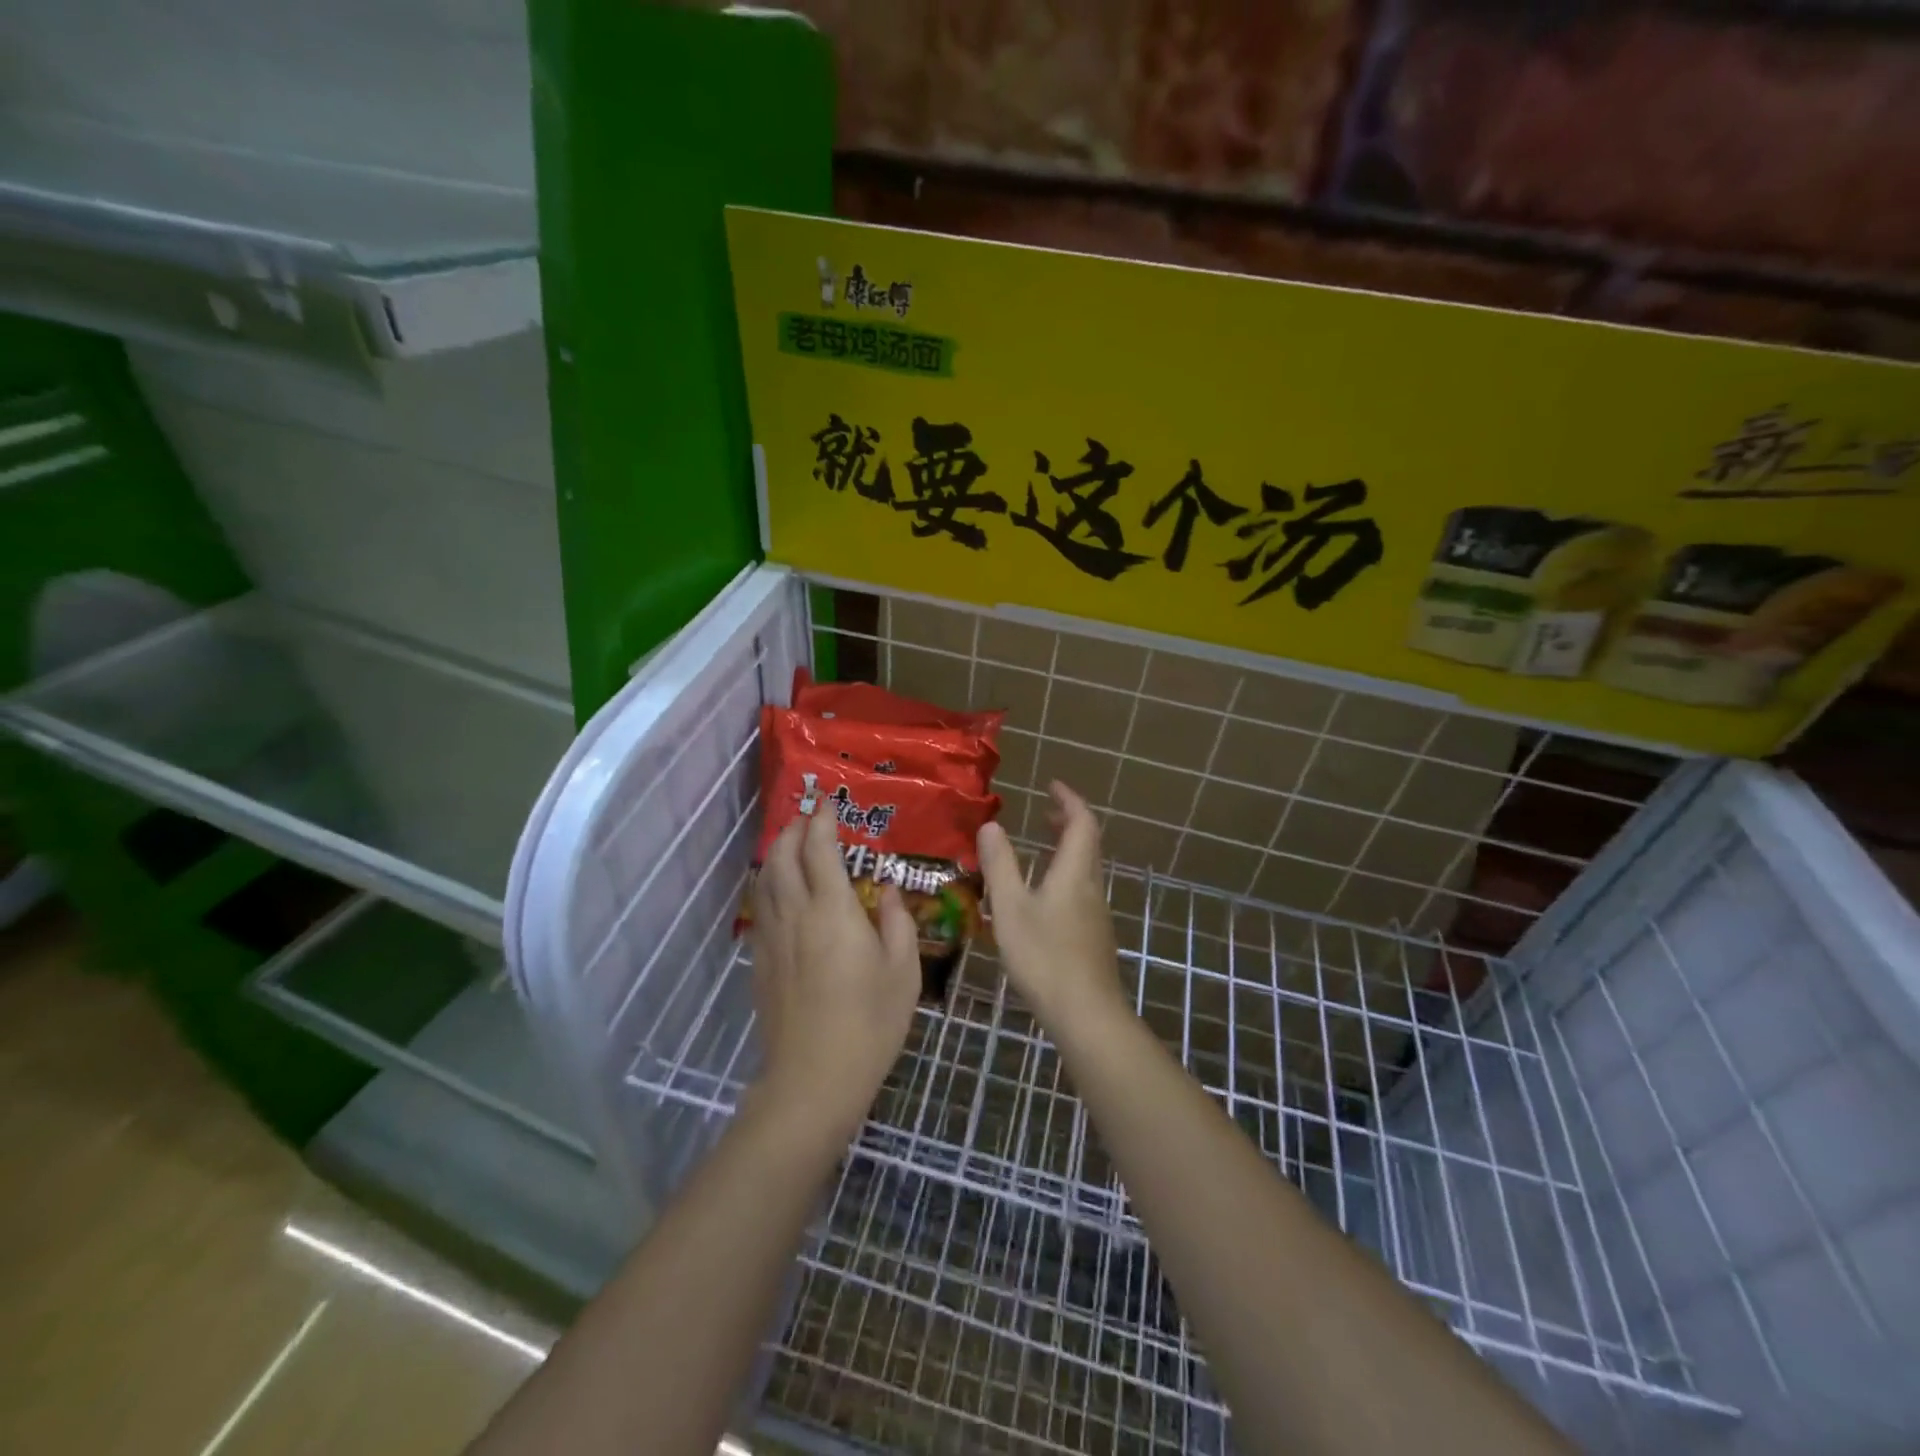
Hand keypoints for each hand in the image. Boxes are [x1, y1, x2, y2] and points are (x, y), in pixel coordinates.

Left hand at [749, 808, 920, 1135]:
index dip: (822, 821)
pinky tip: (780, 892)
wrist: (813, 1079)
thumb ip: (897, 921)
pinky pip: (761, 907)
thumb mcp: (903, 971)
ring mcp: (773, 937)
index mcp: (834, 910)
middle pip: (784, 856)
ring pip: (766, 880)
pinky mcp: (761, 961)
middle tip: (809, 818)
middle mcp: (796, 914)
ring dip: (777, 854)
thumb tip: (888, 890)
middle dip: (794, 830)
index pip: (820, 849)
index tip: (829, 804)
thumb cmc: (870, 1023)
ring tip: (792, 845)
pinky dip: (769, 885)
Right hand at [978, 781, 1126, 1030]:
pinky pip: (1083, 888)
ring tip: (1043, 845)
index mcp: (1075, 872)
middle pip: (1088, 842)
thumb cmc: (1044, 956)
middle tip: (1045, 812)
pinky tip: (1045, 893)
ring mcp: (1096, 912)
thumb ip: (1000, 865)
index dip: (1069, 800)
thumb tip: (991, 825)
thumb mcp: (1010, 907)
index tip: (1051, 785)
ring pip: (1087, 867)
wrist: (1085, 1013)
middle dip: (1069, 821)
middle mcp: (1092, 886)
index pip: (1082, 822)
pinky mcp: (1094, 935)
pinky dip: (1066, 873)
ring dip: (1068, 847)